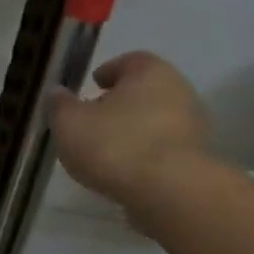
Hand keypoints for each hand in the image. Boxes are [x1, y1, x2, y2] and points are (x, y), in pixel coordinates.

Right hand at [49, 51, 211, 209]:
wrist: (169, 192)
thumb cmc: (115, 145)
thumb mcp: (70, 124)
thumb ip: (60, 105)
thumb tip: (57, 93)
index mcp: (150, 71)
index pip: (129, 61)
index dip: (108, 71)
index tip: (93, 85)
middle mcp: (179, 90)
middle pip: (145, 91)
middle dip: (121, 102)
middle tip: (95, 118)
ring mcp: (193, 126)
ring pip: (156, 120)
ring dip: (134, 130)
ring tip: (107, 149)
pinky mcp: (196, 159)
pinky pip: (163, 149)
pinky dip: (145, 154)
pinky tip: (125, 170)